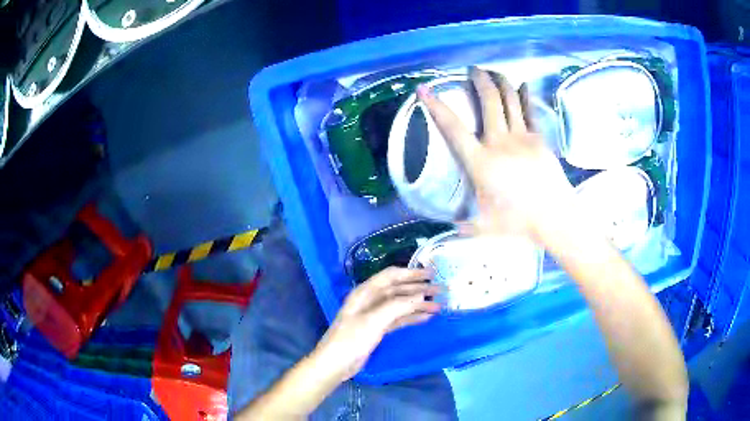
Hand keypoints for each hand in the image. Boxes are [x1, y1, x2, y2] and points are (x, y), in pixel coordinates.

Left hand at [310, 267, 440, 382]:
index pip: (391, 276)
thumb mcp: (374, 320)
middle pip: (398, 290)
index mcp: (365, 292)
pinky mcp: (377, 329)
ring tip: (439, 306)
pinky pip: (398, 319)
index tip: (431, 274)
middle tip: (441, 291)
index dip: (411, 273)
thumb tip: (421, 294)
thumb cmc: (352, 339)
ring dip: (418, 305)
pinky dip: (412, 317)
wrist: (336, 363)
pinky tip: (426, 317)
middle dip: (419, 289)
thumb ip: (398, 306)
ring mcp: (374, 315)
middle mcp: (370, 300)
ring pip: (400, 305)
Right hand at [417, 68, 574, 241]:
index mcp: (480, 162)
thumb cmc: (518, 222)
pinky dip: (525, 95)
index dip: (436, 106)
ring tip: (494, 71)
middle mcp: (499, 142)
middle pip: (488, 101)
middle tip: (473, 69)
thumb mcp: (484, 226)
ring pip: (509, 100)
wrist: (554, 217)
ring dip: (500, 82)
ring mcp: (522, 138)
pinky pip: (530, 111)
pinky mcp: (539, 140)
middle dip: (479, 80)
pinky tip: (523, 85)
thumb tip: (452, 226)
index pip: (452, 128)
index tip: (424, 89)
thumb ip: (464, 224)